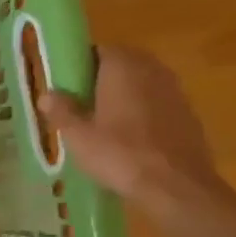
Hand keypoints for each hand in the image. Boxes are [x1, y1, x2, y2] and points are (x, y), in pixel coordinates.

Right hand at [34, 47, 222, 214]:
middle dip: (102, 80)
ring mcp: (175, 91)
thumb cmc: (120, 155)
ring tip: (104, 124)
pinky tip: (130, 139)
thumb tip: (47, 94)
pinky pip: (157, 104)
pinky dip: (143, 113)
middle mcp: (152, 70)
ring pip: (142, 85)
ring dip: (124, 97)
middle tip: (82, 106)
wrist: (176, 186)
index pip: (98, 50)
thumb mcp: (78, 136)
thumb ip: (61, 111)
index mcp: (122, 66)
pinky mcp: (188, 114)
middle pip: (122, 65)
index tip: (67, 86)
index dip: (80, 66)